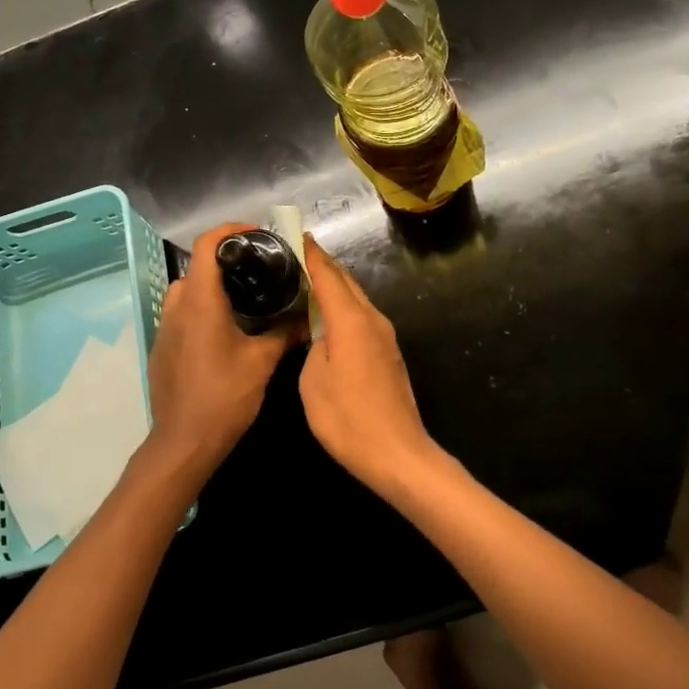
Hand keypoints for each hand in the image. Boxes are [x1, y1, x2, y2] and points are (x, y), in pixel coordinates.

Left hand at [143, 223, 300, 484]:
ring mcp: (165, 327)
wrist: (184, 442)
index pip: (207, 245)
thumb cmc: (224, 396)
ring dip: (215, 286)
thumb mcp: (262, 362)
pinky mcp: (163, 346)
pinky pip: (183, 313)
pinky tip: (229, 329)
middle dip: (228, 261)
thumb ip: (284, 332)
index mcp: (200, 301)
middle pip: (199, 266)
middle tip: (261, 269)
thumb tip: (305, 317)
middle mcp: (177, 306)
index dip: (231, 230)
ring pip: (189, 290)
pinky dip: (205, 308)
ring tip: (248, 297)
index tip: (257, 234)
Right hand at [298, 237, 442, 500]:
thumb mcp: (313, 381)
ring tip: (303, 282)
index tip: (292, 234)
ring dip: (332, 287)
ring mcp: (384, 336)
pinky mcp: (387, 353)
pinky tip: (324, 317)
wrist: (397, 454)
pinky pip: (360, 317)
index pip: (327, 274)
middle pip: (345, 281)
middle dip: (321, 265)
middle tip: (292, 256)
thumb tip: (318, 333)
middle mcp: (372, 319)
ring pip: (355, 299)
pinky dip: (342, 308)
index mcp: (351, 319)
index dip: (309, 253)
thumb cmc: (348, 418)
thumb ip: (312, 346)